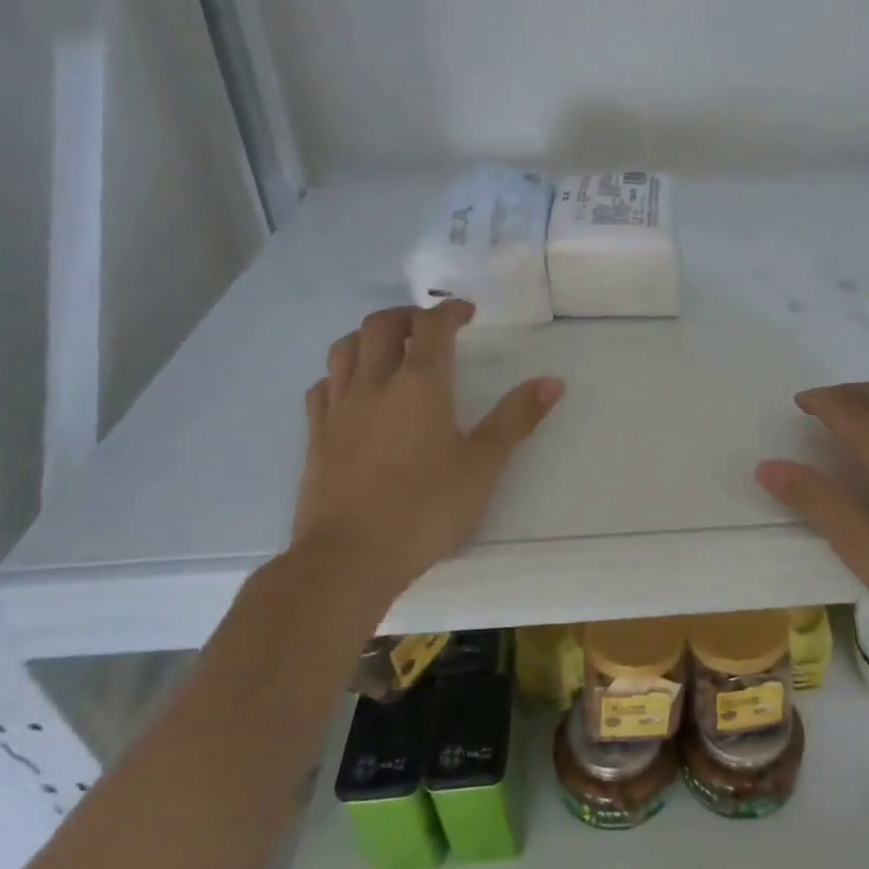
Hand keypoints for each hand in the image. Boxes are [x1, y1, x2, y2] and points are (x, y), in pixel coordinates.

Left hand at [292, 300, 563, 592]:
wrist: (350, 557)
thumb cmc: (426, 509)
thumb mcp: (483, 465)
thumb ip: (516, 419)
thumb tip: (552, 382)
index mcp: (420, 385)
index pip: (432, 327)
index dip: (450, 312)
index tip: (466, 313)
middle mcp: (374, 384)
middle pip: (381, 325)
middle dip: (408, 315)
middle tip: (430, 327)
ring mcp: (338, 408)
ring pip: (345, 348)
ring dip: (369, 336)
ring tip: (390, 348)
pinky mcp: (316, 435)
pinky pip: (323, 385)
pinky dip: (341, 374)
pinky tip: (352, 390)